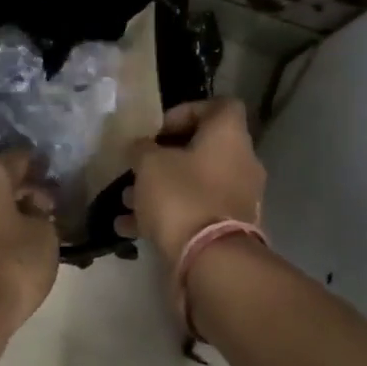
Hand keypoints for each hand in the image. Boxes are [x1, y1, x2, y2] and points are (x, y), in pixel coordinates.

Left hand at [0, 150, 59, 343]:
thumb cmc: (11, 263)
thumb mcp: (44, 233)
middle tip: (55, 203)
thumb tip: (32, 208)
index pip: (17, 158)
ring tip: (42, 225)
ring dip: (13, 210)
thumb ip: (42, 213)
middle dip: (27, 189)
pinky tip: (21, 242)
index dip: (40, 164)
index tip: (58, 174)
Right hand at [121, 99, 265, 266]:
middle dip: (164, 158)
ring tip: (126, 200)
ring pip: (194, 184)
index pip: (219, 106)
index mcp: (229, 137)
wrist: (210, 259)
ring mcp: (237, 198)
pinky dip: (165, 216)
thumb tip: (141, 148)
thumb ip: (141, 149)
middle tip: (137, 166)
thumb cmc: (181, 196)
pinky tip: (130, 229)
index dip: (186, 111)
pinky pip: (193, 212)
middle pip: (202, 149)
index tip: (157, 129)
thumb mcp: (149, 164)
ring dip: (159, 189)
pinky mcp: (228, 229)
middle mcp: (240, 163)